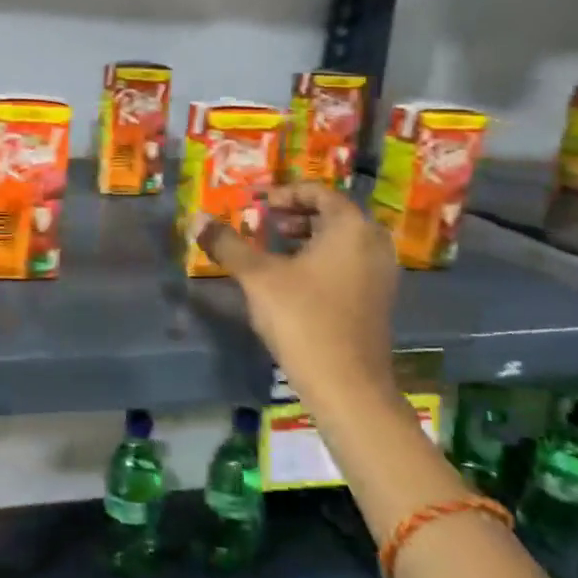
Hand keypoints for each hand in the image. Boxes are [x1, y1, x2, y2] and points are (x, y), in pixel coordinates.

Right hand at [195, 181, 398, 397]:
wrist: (347, 384)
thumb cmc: (303, 318)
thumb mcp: (258, 277)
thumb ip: (228, 244)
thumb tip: (197, 218)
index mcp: (351, 227)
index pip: (319, 192)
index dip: (285, 192)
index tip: (257, 203)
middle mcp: (374, 243)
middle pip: (334, 214)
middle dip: (296, 214)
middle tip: (265, 222)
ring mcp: (381, 273)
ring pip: (342, 240)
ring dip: (308, 237)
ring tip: (274, 248)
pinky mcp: (378, 299)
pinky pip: (349, 262)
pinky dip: (322, 258)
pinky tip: (294, 279)